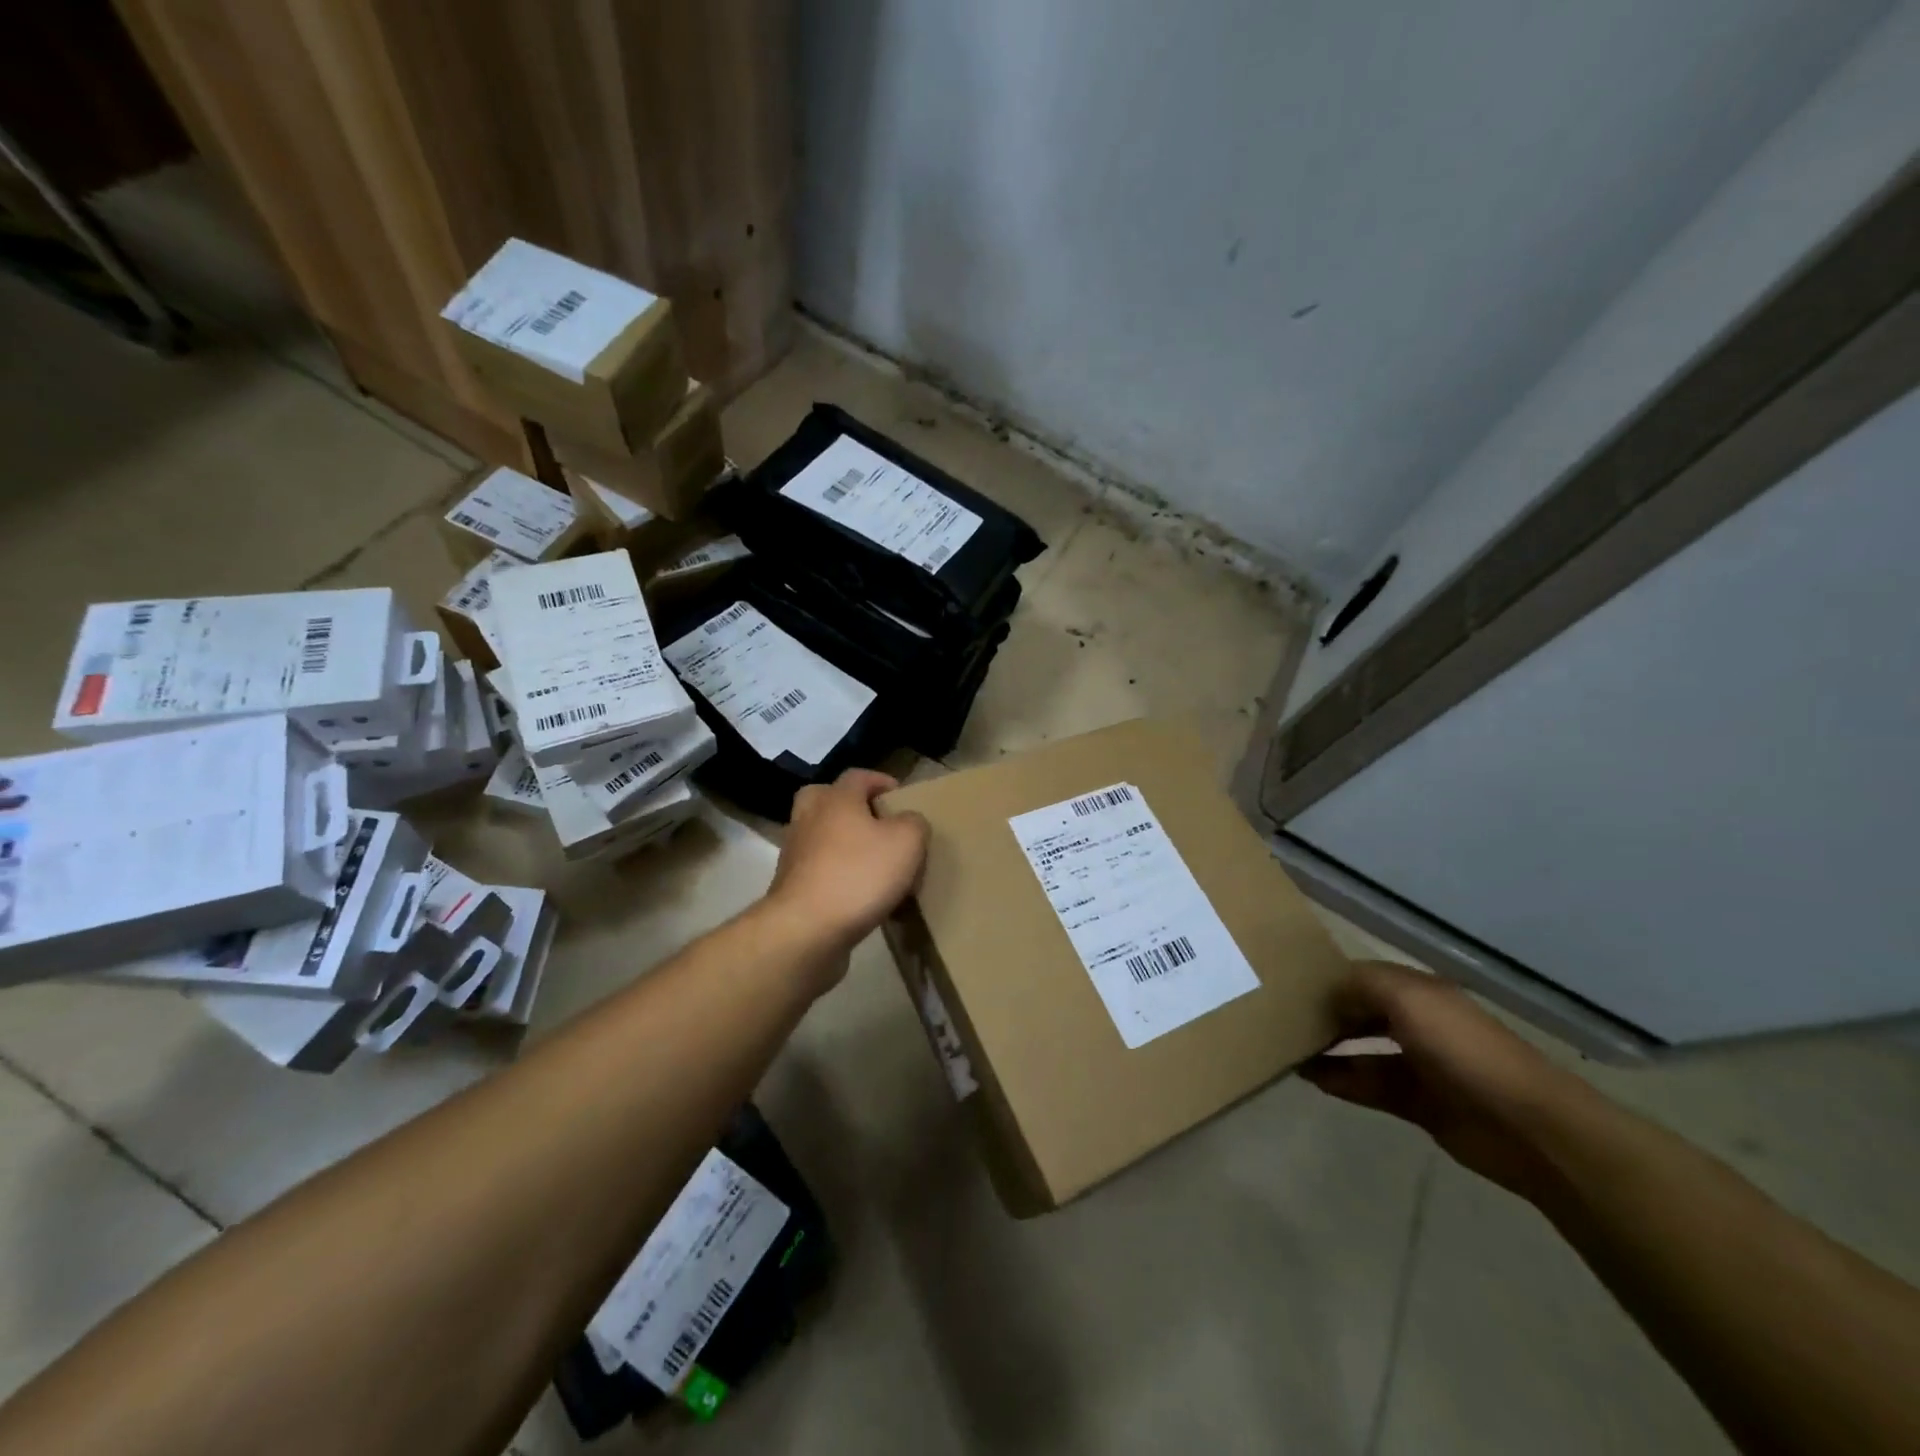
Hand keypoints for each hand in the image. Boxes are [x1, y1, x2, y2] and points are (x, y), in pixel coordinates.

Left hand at [766, 769, 929, 959]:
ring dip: (843, 844)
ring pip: (821, 837)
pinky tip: (860, 895)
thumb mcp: (906, 842)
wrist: (806, 930)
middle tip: (876, 824)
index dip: (881, 781)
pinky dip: (836, 875)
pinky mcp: (791, 888)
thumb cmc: (859, 875)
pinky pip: (818, 871)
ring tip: (874, 864)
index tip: (900, 796)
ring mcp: (795, 854)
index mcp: (836, 799)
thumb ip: (914, 823)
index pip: (858, 776)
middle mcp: (809, 819)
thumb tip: (909, 822)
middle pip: (826, 799)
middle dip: (851, 808)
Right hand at [1300, 961, 1592, 1199]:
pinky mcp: (1418, 1104)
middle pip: (1361, 1012)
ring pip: (1361, 1051)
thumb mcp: (1409, 999)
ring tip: (1288, 1048)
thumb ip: (1361, 985)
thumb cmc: (1464, 1050)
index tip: (1289, 984)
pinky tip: (1310, 1077)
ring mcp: (1419, 1065)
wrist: (1528, 1127)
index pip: (1364, 978)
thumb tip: (1327, 992)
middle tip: (1282, 1017)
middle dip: (1326, 1013)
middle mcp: (1418, 1024)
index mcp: (1419, 993)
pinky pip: (1369, 1086)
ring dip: (1328, 1049)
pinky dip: (1341, 1081)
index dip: (1330, 978)